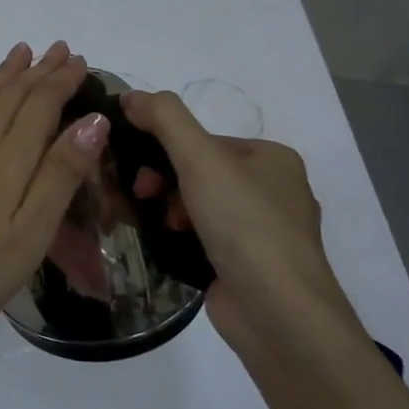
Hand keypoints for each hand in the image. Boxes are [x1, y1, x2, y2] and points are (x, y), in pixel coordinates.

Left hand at [0, 41, 108, 347]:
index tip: (80, 60)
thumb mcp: (31, 231)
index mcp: (10, 157)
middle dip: (38, 70)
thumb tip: (93, 120)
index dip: (61, 80)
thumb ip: (61, 173)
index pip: (41, 104)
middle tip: (59, 47)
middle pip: (12, 94)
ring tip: (20, 53)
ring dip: (5, 74)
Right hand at [120, 90, 362, 352]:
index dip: (165, 148)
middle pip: (200, 171)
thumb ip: (165, 119)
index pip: (204, 140)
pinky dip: (181, 237)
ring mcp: (262, 232)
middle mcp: (273, 191)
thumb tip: (131, 95)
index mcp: (272, 158)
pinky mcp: (248, 266)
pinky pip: (204, 237)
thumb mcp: (201, 158)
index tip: (138, 169)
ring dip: (169, 209)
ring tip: (159, 226)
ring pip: (199, 205)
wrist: (278, 313)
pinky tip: (167, 245)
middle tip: (142, 197)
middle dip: (164, 181)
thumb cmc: (244, 225)